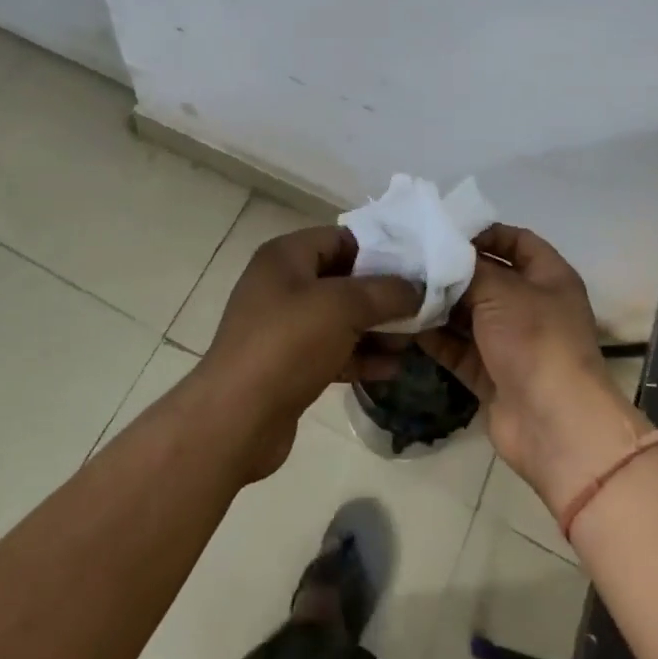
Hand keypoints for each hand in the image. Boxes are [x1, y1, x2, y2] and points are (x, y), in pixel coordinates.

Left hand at [194, 225, 419, 481]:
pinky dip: (359, 357)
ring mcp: (283, 327)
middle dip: (382, 295)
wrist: (236, 419)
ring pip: (339, 318)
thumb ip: (385, 292)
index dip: (379, 250)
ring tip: (413, 342)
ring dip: (375, 329)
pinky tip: (392, 369)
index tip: (416, 268)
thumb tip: (417, 288)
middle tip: (421, 308)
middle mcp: (282, 285)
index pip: (340, 239)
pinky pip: (332, 351)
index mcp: (286, 256)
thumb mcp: (343, 307)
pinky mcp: (288, 365)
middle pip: (342, 280)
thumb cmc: (288, 344)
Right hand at [417, 225, 651, 519]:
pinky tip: (405, 323)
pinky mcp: (492, 375)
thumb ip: (469, 269)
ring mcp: (512, 343)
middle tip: (411, 257)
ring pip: (470, 315)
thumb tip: (443, 256)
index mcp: (549, 278)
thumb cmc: (535, 340)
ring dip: (440, 304)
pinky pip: (459, 348)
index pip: (517, 241)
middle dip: (453, 270)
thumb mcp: (502, 291)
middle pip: (489, 278)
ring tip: (401, 287)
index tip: (445, 230)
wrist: (554, 425)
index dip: (485, 232)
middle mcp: (532, 306)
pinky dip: (436, 338)